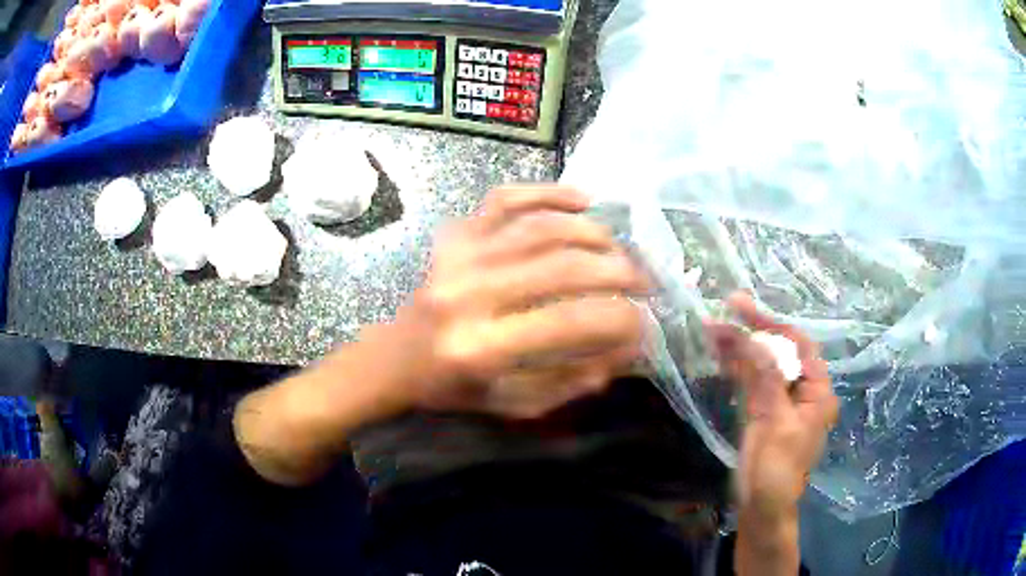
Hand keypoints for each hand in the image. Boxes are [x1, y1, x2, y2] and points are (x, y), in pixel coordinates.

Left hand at [389, 185, 650, 418]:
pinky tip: (582, 201)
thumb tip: (625, 350)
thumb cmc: (455, 388)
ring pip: (540, 228)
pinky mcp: (455, 235)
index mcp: (482, 348)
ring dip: (593, 234)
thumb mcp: (513, 404)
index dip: (620, 321)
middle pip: (562, 267)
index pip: (570, 324)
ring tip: (619, 251)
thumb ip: (571, 381)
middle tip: (643, 282)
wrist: (398, 357)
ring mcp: (459, 256)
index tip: (645, 324)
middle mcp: (469, 294)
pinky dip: (548, 193)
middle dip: (617, 272)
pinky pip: (506, 199)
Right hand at [705, 293, 837, 519]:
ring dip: (739, 347)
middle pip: (778, 352)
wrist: (762, 507)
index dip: (774, 325)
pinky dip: (735, 367)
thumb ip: (769, 381)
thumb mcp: (777, 424)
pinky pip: (749, 382)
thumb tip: (755, 341)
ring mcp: (779, 399)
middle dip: (752, 332)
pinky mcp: (760, 410)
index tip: (746, 310)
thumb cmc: (779, 470)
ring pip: (760, 365)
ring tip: (712, 329)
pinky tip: (719, 353)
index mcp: (817, 391)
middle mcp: (801, 389)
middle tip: (724, 311)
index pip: (800, 347)